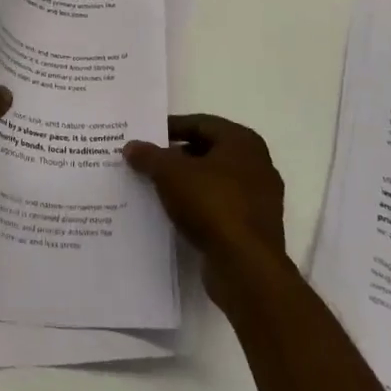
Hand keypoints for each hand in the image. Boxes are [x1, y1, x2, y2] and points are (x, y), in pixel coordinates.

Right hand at [124, 114, 289, 309]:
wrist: (245, 267)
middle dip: (176, 156)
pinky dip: (197, 206)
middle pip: (208, 152)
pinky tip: (174, 214)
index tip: (146, 136)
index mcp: (242, 142)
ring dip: (186, 183)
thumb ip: (149, 155)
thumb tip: (131, 146)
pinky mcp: (253, 228)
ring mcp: (259, 199)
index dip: (171, 127)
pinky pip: (219, 207)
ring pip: (213, 181)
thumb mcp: (170, 173)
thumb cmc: (212, 204)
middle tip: (147, 161)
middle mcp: (257, 165)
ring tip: (154, 187)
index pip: (201, 123)